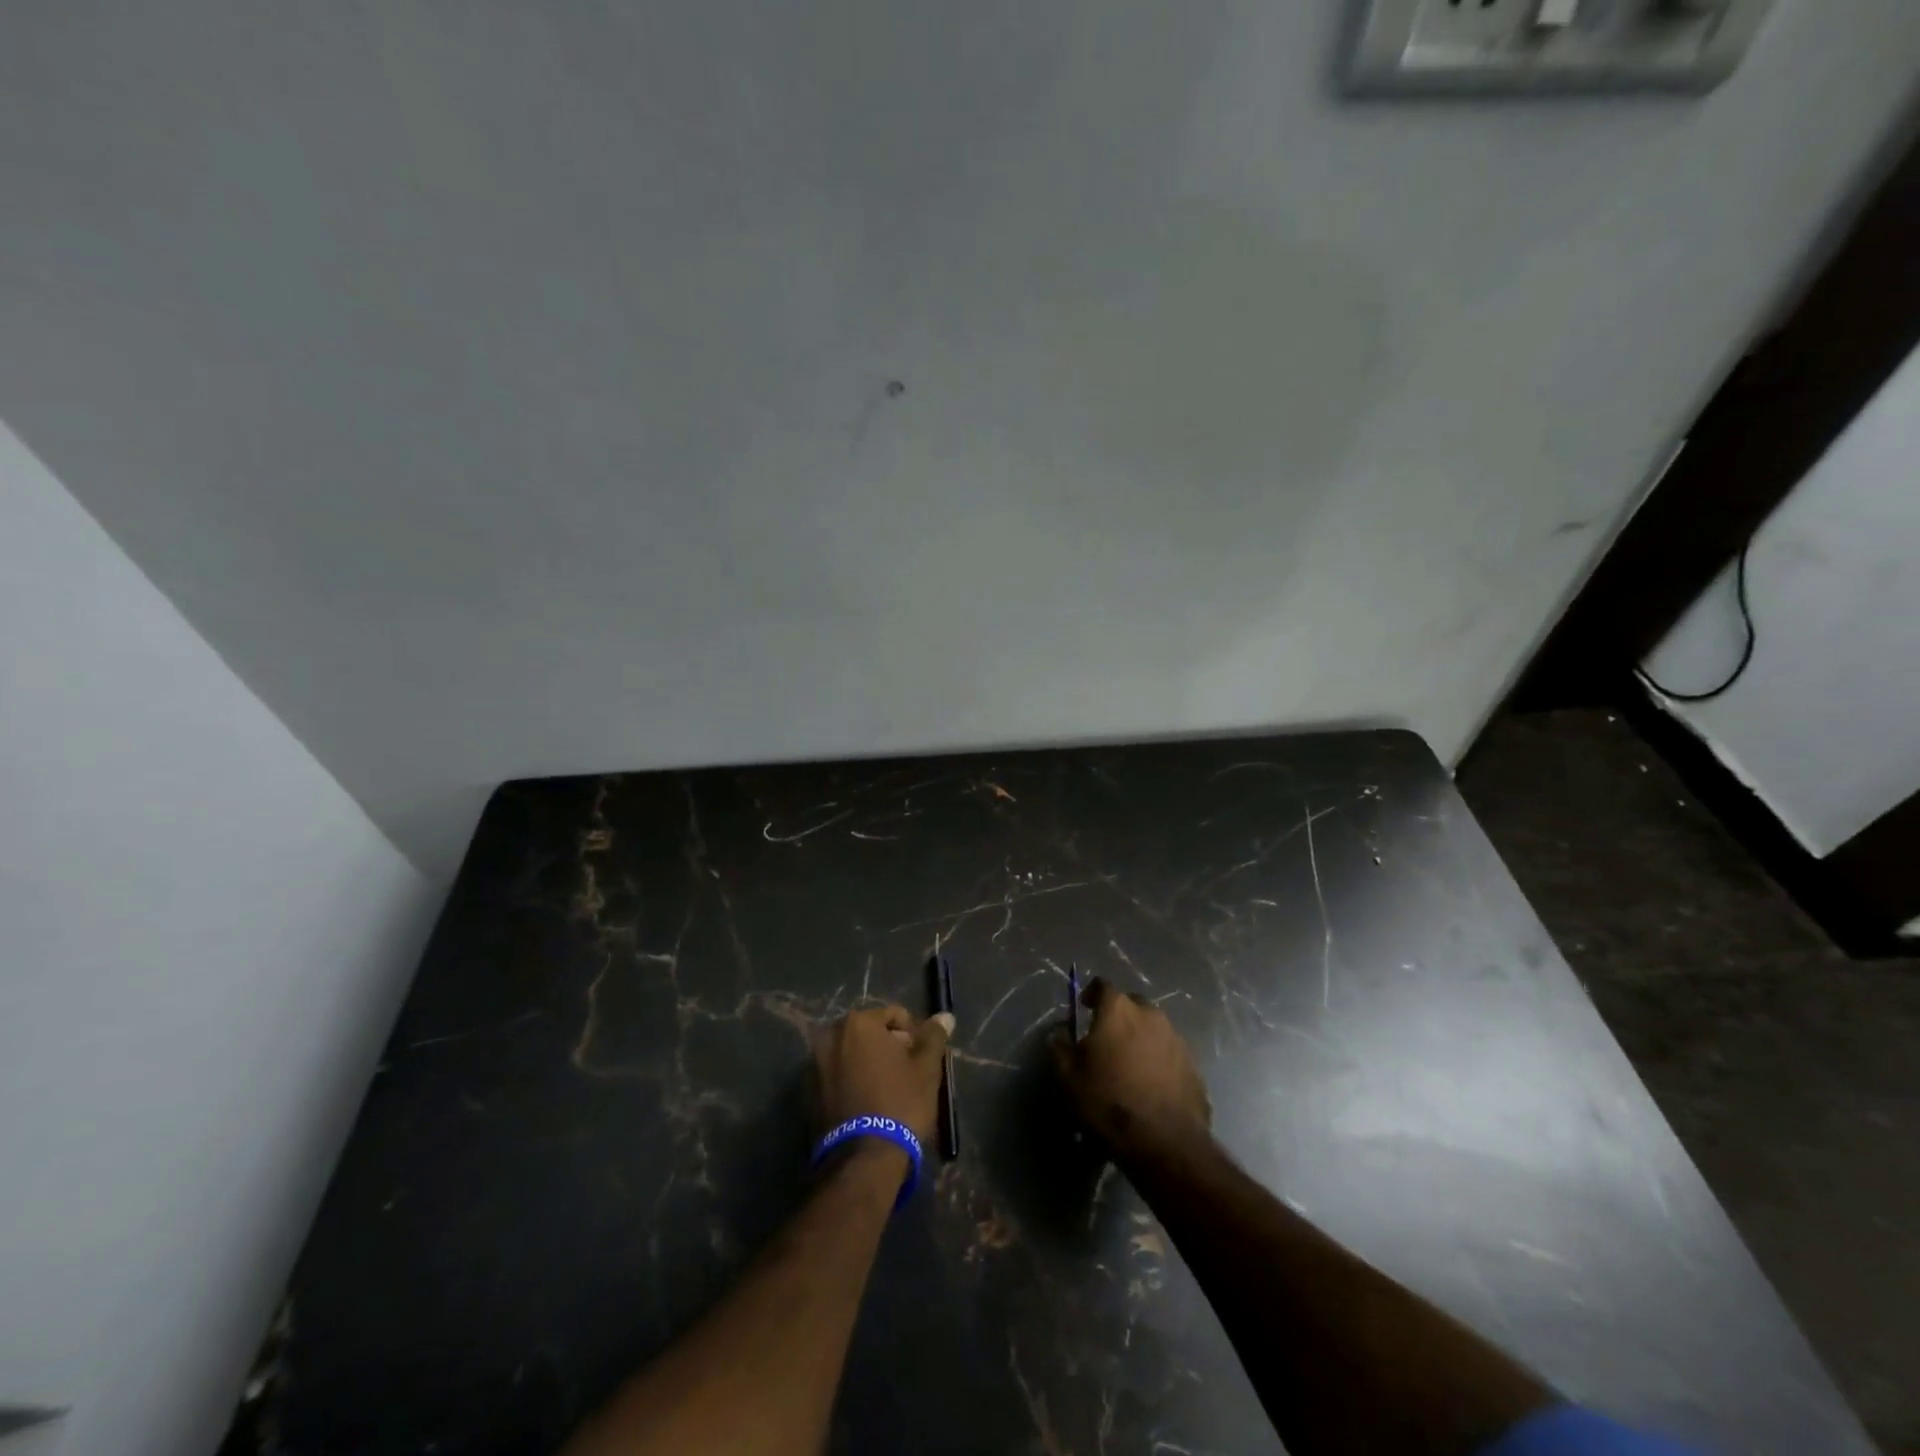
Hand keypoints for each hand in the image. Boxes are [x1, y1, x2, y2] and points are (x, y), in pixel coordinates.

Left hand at [814, 1005, 954, 1150]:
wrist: (863, 1159)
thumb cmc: (900, 1103)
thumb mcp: (926, 1068)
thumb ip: (933, 1037)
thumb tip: (945, 1016)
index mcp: (858, 1023)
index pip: (894, 1015)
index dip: (913, 1033)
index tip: (922, 1057)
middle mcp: (831, 1036)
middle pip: (869, 1032)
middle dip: (888, 1047)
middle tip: (906, 1073)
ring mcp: (814, 1064)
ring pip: (851, 1054)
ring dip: (868, 1064)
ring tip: (887, 1090)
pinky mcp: (807, 1093)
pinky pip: (836, 1076)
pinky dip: (851, 1081)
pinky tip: (867, 1103)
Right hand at [1051, 977, 1210, 1161]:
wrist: (1164, 1142)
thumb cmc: (1108, 1101)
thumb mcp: (1069, 1077)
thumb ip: (1060, 1047)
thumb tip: (1058, 1033)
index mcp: (1118, 1010)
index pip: (1102, 986)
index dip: (1091, 995)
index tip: (1085, 1008)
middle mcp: (1150, 1015)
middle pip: (1131, 1005)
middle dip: (1119, 1016)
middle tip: (1107, 1040)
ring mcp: (1176, 1039)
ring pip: (1153, 1029)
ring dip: (1141, 1039)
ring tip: (1130, 1065)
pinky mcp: (1193, 1065)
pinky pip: (1169, 1053)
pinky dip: (1159, 1061)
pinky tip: (1151, 1085)